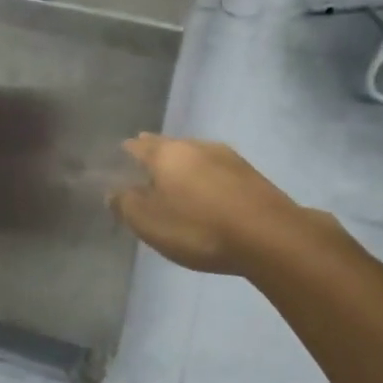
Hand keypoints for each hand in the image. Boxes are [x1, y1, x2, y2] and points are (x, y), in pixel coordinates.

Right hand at [110, 135, 308, 275]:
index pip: (138, 146)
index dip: (126, 152)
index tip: (118, 160)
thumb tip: (113, 191)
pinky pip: (216, 171)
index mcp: (167, 154)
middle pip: (168, 146)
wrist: (269, 236)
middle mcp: (196, 146)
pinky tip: (207, 192)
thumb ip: (126, 204)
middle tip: (145, 168)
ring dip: (183, 166)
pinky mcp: (251, 175)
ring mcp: (228, 157)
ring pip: (195, 156)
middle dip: (155, 155)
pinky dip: (205, 178)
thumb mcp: (150, 222)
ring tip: (175, 181)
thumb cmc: (198, 228)